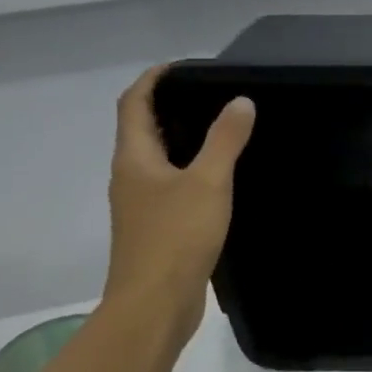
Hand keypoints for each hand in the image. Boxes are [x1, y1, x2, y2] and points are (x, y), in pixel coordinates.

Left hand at [102, 66, 255, 346]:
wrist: (154, 305)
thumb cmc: (175, 237)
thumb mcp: (208, 181)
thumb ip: (225, 140)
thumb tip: (240, 101)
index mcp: (134, 158)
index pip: (134, 103)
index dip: (153, 79)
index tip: (183, 66)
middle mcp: (130, 176)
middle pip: (141, 129)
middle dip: (168, 106)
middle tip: (211, 94)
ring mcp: (140, 205)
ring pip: (156, 159)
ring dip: (179, 139)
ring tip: (220, 128)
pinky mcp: (155, 227)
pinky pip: (170, 185)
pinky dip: (189, 169)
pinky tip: (218, 177)